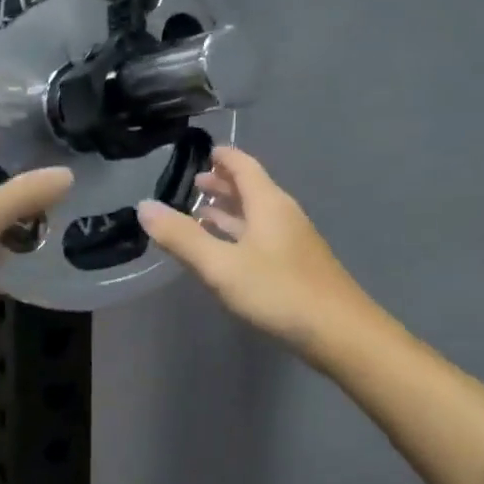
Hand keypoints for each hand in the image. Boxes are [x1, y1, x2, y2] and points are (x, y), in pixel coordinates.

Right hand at [137, 147, 372, 357]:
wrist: (339, 332)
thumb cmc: (278, 292)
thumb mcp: (221, 265)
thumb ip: (181, 237)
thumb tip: (144, 206)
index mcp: (268, 204)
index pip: (243, 166)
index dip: (222, 157)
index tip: (201, 151)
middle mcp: (283, 215)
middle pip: (251, 189)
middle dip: (222, 183)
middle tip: (193, 182)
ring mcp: (292, 241)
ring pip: (256, 215)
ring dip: (229, 210)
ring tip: (200, 213)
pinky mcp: (296, 265)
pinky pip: (261, 236)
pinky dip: (239, 233)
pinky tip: (227, 251)